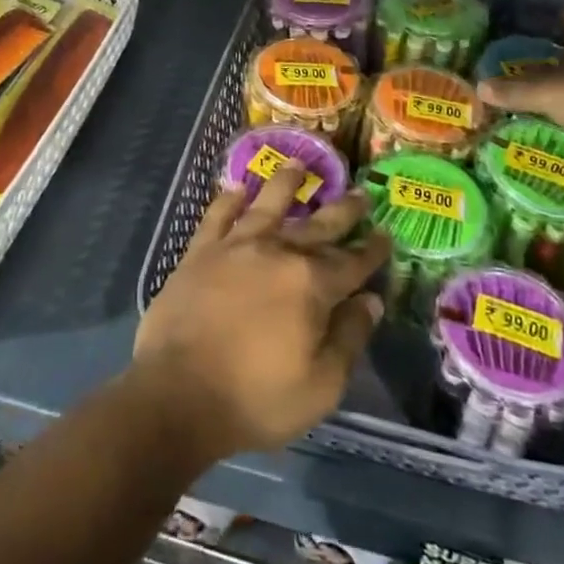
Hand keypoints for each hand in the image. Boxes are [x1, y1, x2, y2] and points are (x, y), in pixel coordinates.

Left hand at [131, 163, 390, 463]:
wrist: (177, 394)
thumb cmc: (255, 399)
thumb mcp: (321, 386)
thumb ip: (349, 338)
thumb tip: (370, 300)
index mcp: (311, 284)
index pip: (352, 262)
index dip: (372, 250)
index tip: (386, 234)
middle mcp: (277, 252)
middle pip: (316, 225)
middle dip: (342, 210)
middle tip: (359, 193)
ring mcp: (235, 247)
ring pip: (266, 204)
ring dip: (285, 183)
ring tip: (297, 164)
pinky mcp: (200, 252)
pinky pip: (218, 215)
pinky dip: (228, 199)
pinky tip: (236, 188)